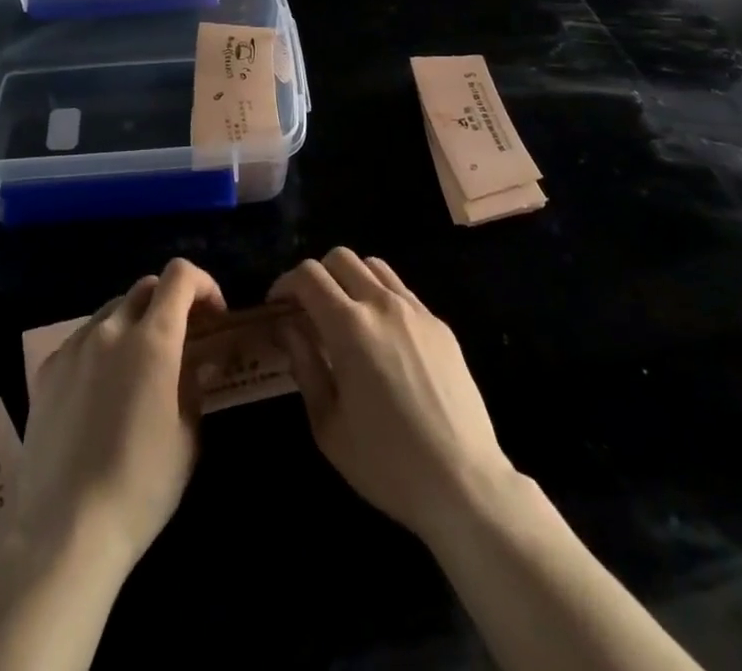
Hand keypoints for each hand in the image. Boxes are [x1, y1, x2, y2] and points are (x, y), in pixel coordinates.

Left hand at [17, 259, 225, 574]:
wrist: (65, 532)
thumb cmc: (141, 486)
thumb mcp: (187, 436)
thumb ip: (194, 384)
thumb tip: (198, 360)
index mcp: (153, 339)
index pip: (180, 275)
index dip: (203, 284)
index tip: (214, 316)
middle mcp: (111, 329)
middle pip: (145, 287)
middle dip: (170, 302)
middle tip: (181, 340)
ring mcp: (74, 346)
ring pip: (112, 310)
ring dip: (135, 322)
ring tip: (140, 365)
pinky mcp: (47, 370)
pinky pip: (83, 339)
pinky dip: (102, 346)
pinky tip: (103, 388)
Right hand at [269, 247, 512, 544]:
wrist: (464, 483)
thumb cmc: (386, 463)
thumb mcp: (328, 425)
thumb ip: (304, 365)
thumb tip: (287, 327)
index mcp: (350, 327)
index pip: (309, 275)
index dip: (286, 283)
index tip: (278, 306)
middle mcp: (382, 305)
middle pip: (340, 258)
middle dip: (317, 275)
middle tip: (308, 309)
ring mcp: (416, 311)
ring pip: (373, 266)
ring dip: (350, 279)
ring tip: (345, 315)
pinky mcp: (440, 325)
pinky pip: (401, 291)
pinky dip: (380, 297)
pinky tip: (381, 336)